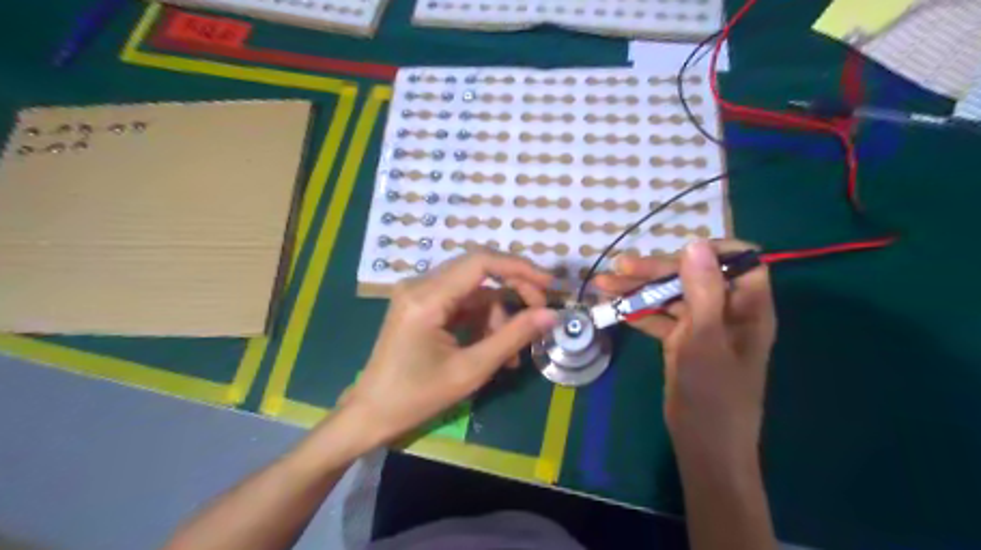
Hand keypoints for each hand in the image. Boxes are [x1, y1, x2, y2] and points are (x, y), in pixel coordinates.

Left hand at [337, 251, 553, 448]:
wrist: (372, 413)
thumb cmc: (417, 397)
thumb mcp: (471, 369)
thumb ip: (513, 337)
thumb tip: (551, 315)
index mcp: (426, 297)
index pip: (480, 262)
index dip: (519, 268)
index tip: (549, 284)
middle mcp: (419, 285)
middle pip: (479, 271)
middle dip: (514, 290)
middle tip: (539, 315)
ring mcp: (418, 293)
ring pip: (474, 290)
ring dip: (498, 315)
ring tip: (512, 354)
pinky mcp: (421, 304)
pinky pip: (461, 302)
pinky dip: (482, 321)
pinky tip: (495, 347)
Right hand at [594, 239, 778, 459]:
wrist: (704, 445)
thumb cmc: (714, 395)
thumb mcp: (706, 340)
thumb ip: (702, 291)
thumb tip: (695, 243)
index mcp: (746, 307)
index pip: (737, 261)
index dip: (710, 251)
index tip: (675, 251)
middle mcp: (725, 311)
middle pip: (691, 277)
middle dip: (655, 270)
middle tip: (618, 268)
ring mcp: (701, 327)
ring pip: (670, 297)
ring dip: (638, 290)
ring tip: (603, 285)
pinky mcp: (682, 341)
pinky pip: (659, 318)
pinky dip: (638, 313)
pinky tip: (614, 308)